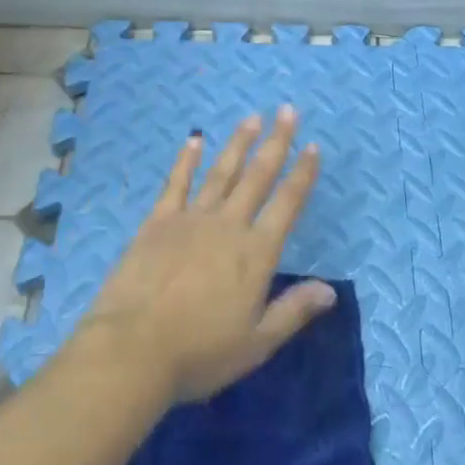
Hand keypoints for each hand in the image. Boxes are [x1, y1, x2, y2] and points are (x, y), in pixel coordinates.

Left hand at [74, 107, 335, 402]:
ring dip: (238, 143)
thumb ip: (293, 311)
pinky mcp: (159, 220)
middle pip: (257, 176)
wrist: (133, 348)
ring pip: (222, 172)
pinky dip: (186, 160)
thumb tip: (331, 290)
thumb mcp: (256, 343)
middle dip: (276, 142)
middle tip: (287, 111)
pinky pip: (177, 183)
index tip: (313, 147)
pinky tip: (194, 140)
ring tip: (252, 117)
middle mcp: (228, 225)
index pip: (287, 204)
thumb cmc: (200, 353)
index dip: (302, 174)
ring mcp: (191, 218)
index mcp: (256, 253)